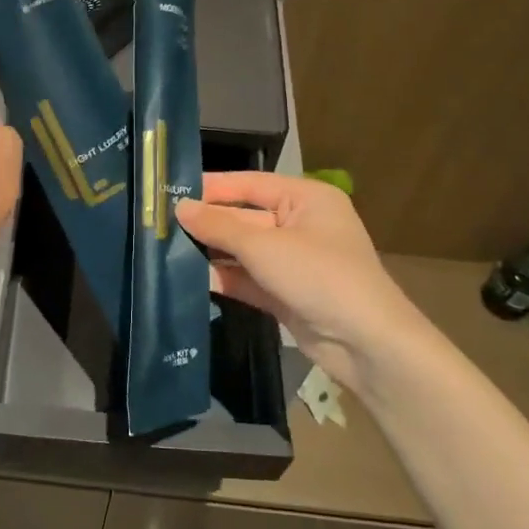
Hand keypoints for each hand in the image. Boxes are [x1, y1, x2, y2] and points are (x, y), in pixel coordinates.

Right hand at [176, 173, 425, 397]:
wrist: (366, 344)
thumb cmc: (319, 277)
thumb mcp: (265, 247)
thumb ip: (219, 227)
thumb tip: (180, 208)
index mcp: (306, 198)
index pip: (250, 183)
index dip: (212, 187)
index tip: (170, 190)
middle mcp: (300, 224)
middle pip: (245, 217)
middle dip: (208, 222)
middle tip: (161, 224)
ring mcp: (294, 261)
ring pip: (244, 250)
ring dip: (212, 252)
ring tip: (166, 250)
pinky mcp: (286, 293)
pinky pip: (248, 278)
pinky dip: (224, 278)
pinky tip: (190, 278)